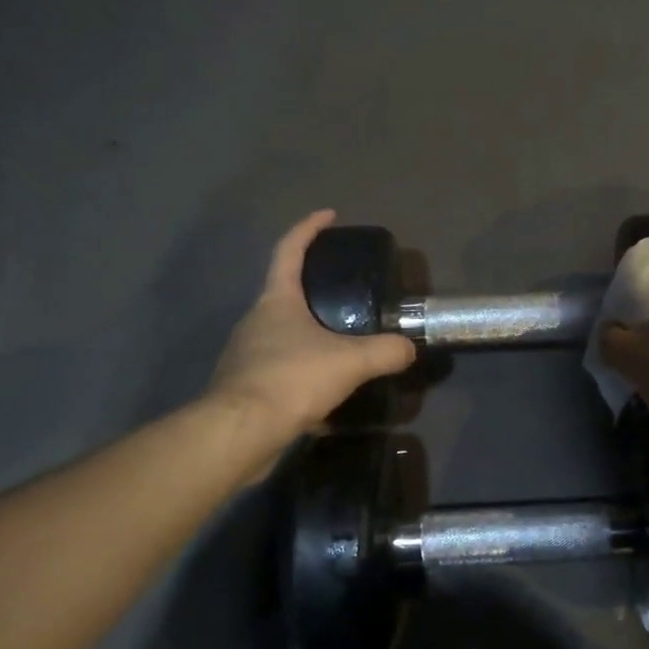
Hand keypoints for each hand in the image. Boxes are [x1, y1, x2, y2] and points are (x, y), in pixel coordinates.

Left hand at [206, 210, 416, 444]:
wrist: (239, 433)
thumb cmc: (291, 380)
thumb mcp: (350, 362)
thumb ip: (384, 352)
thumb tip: (409, 348)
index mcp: (276, 301)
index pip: (289, 250)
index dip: (309, 229)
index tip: (329, 216)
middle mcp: (255, 321)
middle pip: (284, 293)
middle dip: (312, 288)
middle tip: (345, 292)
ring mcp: (245, 355)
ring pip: (281, 335)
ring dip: (308, 335)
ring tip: (340, 346)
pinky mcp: (245, 388)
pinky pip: (279, 371)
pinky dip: (301, 372)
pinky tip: (324, 390)